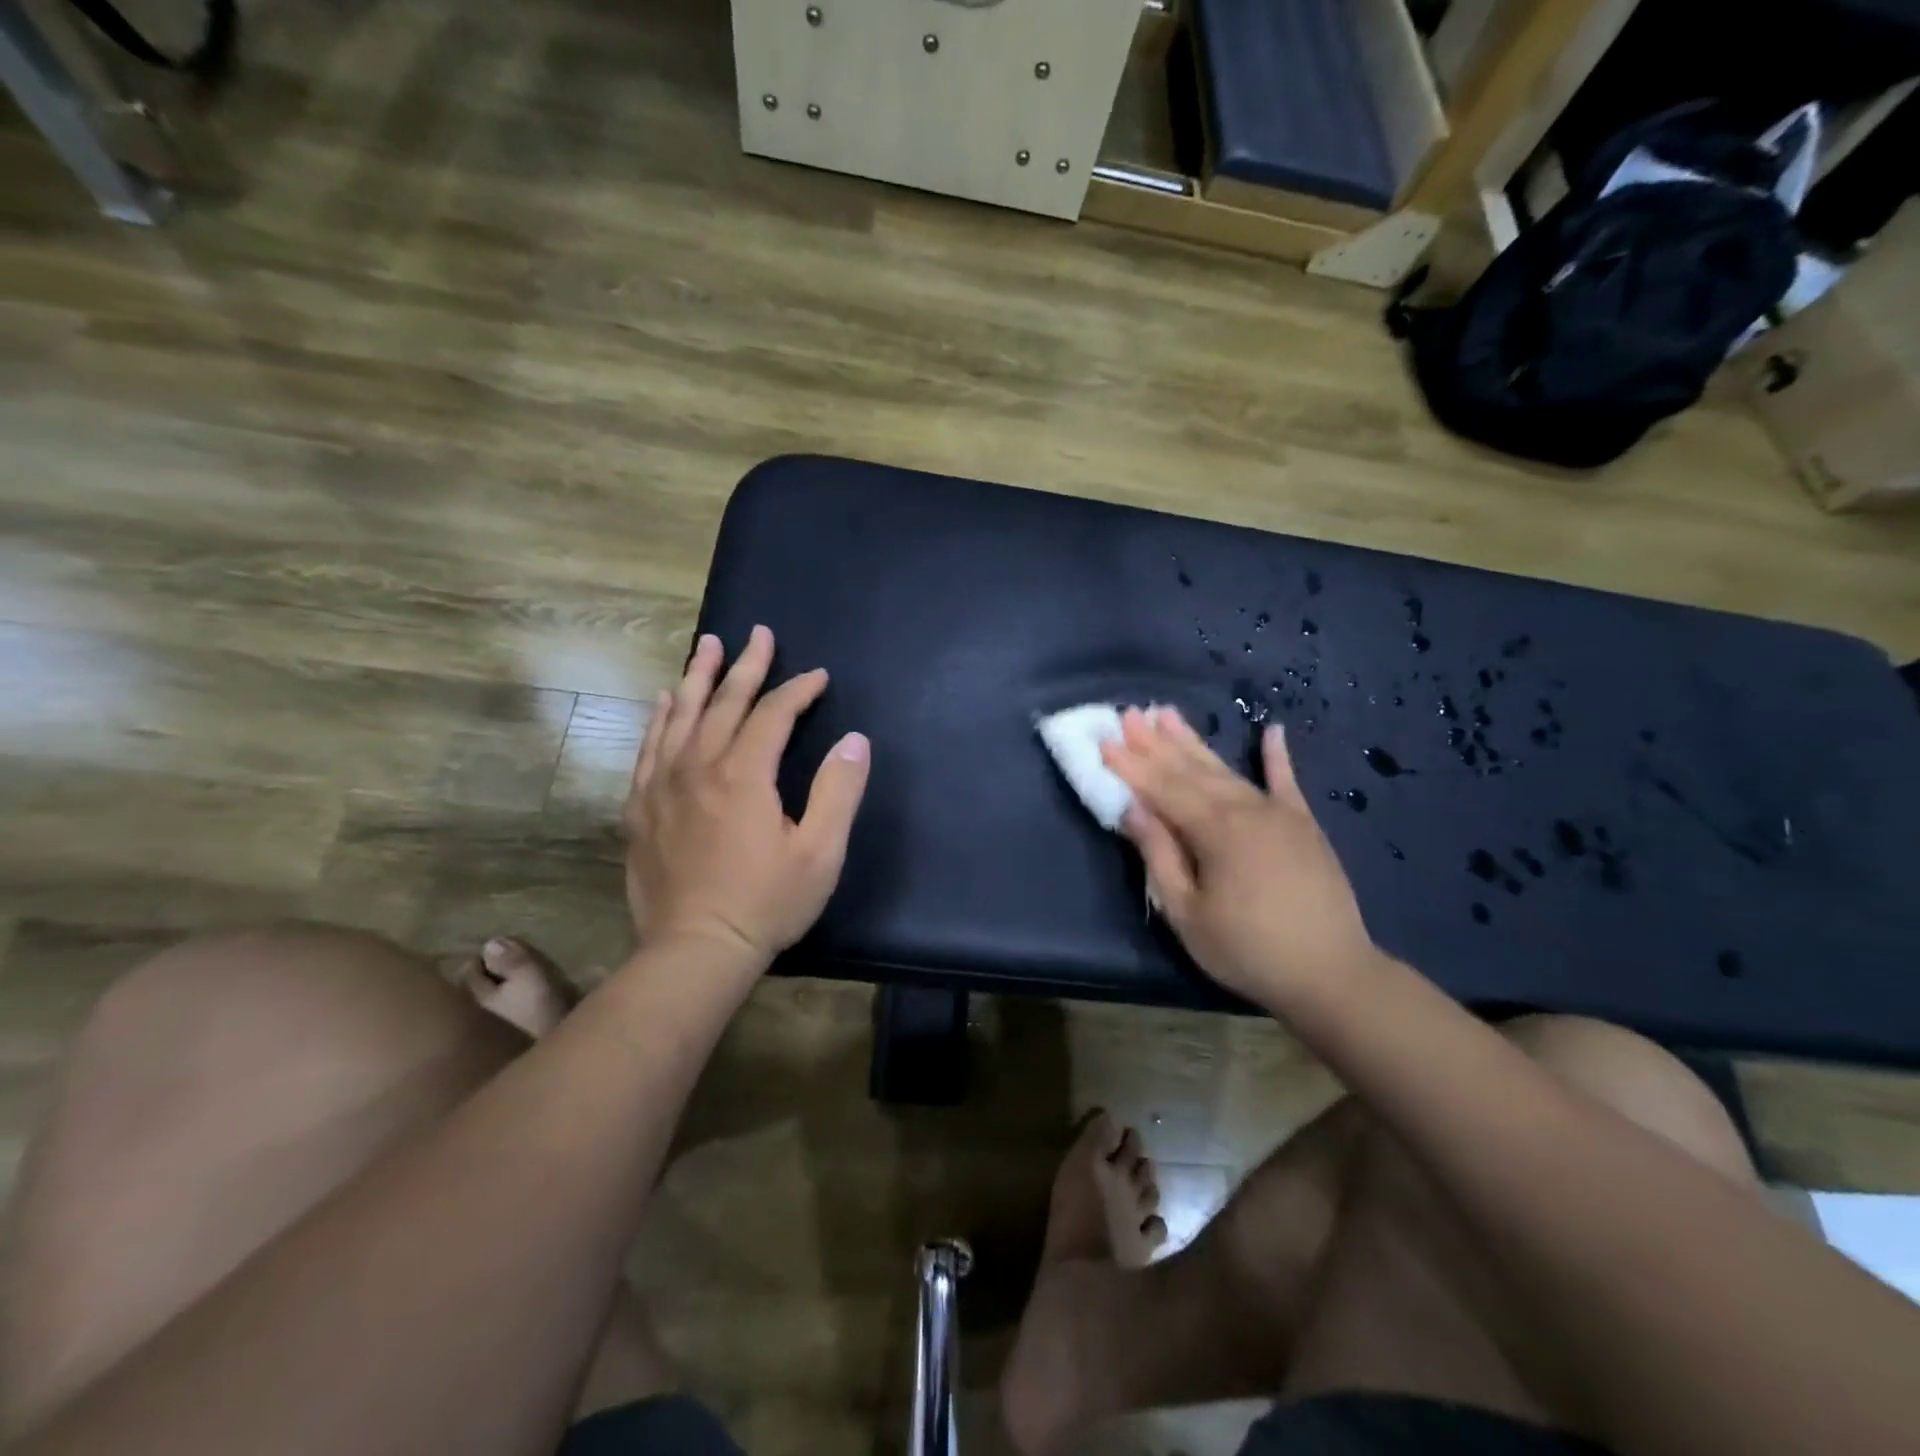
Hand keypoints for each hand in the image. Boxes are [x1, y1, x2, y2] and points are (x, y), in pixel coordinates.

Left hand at [624, 625, 869, 972]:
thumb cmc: (767, 902)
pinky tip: (663, 702)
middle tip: (758, 634)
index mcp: (743, 775)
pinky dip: (660, 719)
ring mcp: (663, 787)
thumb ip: (839, 790)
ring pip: (680, 717)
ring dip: (697, 678)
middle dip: (745, 666)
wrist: (695, 951)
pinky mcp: (641, 809)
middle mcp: (698, 768)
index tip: (819, 677)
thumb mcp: (820, 853)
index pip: (772, 714)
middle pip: (724, 703)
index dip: (798, 690)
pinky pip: (649, 749)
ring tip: (707, 647)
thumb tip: (854, 740)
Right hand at [1099, 707, 1378, 1009]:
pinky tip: (1272, 730)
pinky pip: (1286, 782)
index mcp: (1215, 831)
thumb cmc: (1247, 950)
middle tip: (1129, 713)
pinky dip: (1277, 756)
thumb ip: (1160, 857)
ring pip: (1225, 770)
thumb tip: (1134, 809)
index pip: (1162, 789)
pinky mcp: (1304, 824)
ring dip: (1193, 742)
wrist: (1332, 974)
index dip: (1130, 766)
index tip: (1104, 741)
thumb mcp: (1188, 914)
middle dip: (1155, 743)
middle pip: (1190, 770)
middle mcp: (1245, 809)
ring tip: (1167, 713)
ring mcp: (1278, 813)